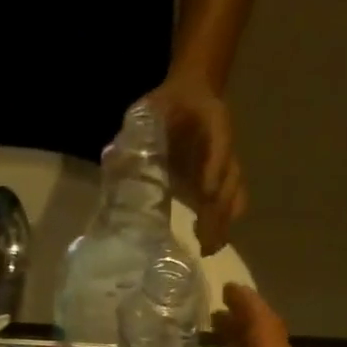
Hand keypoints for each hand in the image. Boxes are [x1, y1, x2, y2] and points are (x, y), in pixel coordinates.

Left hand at [142, 72, 246, 255]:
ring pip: (234, 196)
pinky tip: (205, 244)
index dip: (215, 166)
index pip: (220, 141)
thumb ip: (135, 131)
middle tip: (202, 239)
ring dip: (222, 223)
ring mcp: (225, 165)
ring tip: (205, 248)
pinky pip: (231, 204)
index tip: (205, 193)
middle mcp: (223, 145)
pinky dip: (221, 225)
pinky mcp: (221, 182)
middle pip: (230, 179)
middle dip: (219, 209)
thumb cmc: (165, 106)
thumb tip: (112, 158)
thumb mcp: (148, 110)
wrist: (188, 98)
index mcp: (210, 118)